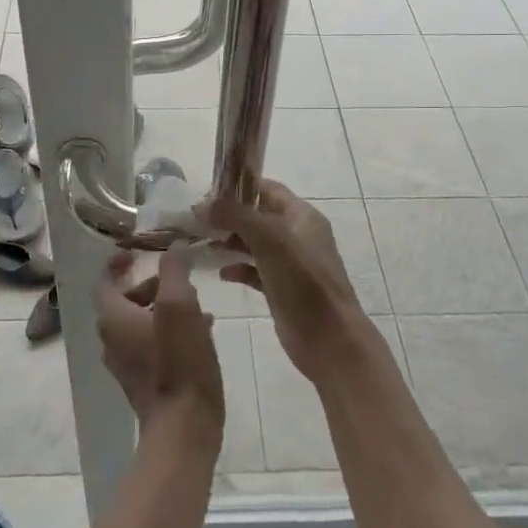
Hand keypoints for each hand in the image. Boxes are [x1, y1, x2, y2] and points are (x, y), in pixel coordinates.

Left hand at [95, 246, 223, 449]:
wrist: (184, 427)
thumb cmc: (178, 361)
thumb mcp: (179, 305)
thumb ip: (174, 271)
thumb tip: (172, 249)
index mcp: (113, 319)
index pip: (105, 282)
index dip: (117, 263)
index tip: (136, 251)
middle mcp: (112, 341)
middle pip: (124, 303)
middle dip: (150, 285)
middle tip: (179, 278)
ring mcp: (127, 365)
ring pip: (141, 324)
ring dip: (164, 308)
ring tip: (199, 303)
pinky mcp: (144, 383)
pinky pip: (152, 346)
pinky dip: (169, 331)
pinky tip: (202, 333)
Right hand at [201, 180, 368, 382]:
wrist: (330, 339)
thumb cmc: (303, 282)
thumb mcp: (270, 240)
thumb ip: (236, 216)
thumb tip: (201, 205)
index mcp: (301, 216)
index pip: (267, 189)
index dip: (238, 188)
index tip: (206, 194)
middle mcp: (297, 235)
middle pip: (258, 216)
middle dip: (229, 216)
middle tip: (197, 222)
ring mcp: (290, 264)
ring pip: (255, 244)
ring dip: (230, 242)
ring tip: (203, 245)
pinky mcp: (282, 290)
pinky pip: (255, 271)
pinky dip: (238, 269)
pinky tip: (222, 274)